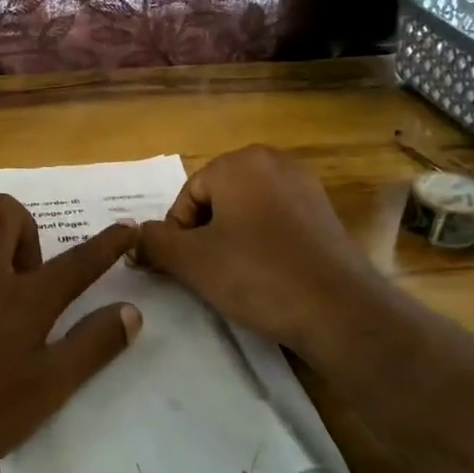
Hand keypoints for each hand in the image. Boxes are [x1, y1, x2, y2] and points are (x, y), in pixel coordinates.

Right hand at [134, 145, 391, 358]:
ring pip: (245, 212)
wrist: (340, 310)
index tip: (183, 268)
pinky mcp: (324, 213)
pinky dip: (262, 245)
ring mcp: (304, 186)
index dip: (177, 235)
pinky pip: (275, 222)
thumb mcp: (191, 260)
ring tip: (236, 278)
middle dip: (204, 235)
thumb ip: (153, 242)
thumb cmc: (257, 274)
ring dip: (231, 241)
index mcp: (240, 162)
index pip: (187, 196)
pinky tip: (266, 276)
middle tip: (207, 273)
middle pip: (216, 199)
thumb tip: (134, 238)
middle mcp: (274, 162)